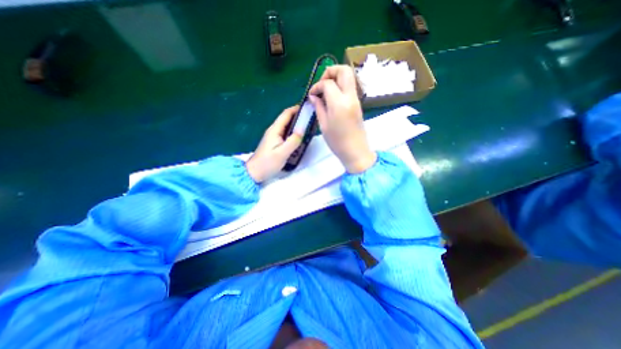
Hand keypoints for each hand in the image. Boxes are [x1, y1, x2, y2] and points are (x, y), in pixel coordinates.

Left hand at [245, 105, 302, 181]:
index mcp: (275, 130)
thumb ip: (293, 141)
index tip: (307, 108)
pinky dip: (293, 131)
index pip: (286, 114)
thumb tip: (302, 130)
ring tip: (308, 126)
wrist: (255, 172)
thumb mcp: (282, 153)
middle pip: (286, 118)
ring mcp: (273, 136)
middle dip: (298, 115)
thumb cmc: (268, 163)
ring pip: (286, 126)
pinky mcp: (274, 142)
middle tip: (311, 117)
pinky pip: (285, 133)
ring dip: (296, 124)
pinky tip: (299, 136)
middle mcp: (273, 130)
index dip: (296, 109)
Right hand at [307, 64, 375, 172]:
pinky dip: (340, 87)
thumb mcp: (323, 125)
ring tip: (325, 91)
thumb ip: (319, 107)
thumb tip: (313, 96)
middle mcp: (350, 97)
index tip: (312, 94)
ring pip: (349, 77)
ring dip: (336, 78)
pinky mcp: (358, 104)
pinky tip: (332, 98)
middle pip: (344, 70)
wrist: (355, 151)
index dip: (317, 85)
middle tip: (321, 84)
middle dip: (330, 71)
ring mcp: (356, 99)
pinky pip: (349, 88)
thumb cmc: (337, 142)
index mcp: (339, 103)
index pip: (328, 83)